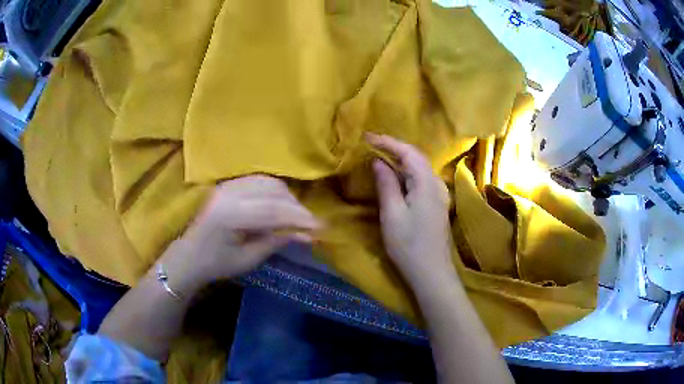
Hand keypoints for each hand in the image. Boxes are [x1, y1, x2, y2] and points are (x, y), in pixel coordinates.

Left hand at [161, 175, 319, 295]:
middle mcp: (229, 193)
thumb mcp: (248, 259)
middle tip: (310, 225)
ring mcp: (228, 185)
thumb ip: (276, 241)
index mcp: (230, 215)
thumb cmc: (216, 263)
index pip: (273, 210)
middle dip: (296, 207)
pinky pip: (260, 181)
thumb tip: (306, 234)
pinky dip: (276, 192)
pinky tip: (281, 205)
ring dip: (287, 197)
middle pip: (274, 191)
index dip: (300, 217)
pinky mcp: (228, 184)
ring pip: (269, 182)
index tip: (321, 227)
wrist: (189, 255)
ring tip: (296, 217)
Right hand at [367, 133, 455, 288]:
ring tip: (381, 155)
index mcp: (426, 183)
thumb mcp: (392, 214)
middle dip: (394, 147)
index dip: (388, 142)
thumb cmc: (409, 245)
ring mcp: (439, 194)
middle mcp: (436, 183)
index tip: (367, 137)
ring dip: (401, 158)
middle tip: (372, 144)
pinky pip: (421, 178)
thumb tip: (378, 162)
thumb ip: (386, 185)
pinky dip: (407, 171)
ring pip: (420, 167)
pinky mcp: (436, 203)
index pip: (408, 152)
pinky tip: (396, 175)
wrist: (432, 272)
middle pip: (416, 157)